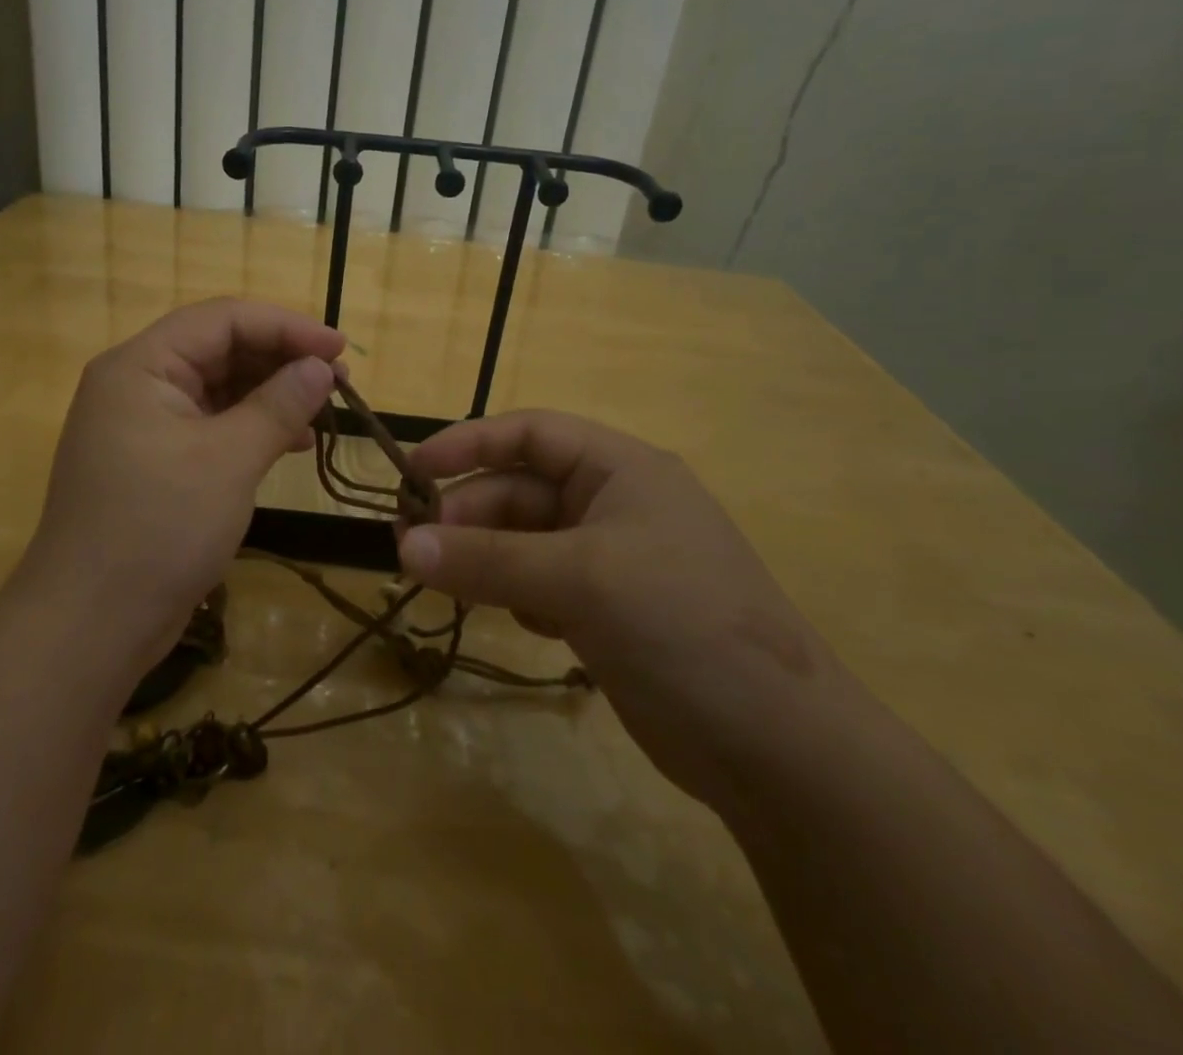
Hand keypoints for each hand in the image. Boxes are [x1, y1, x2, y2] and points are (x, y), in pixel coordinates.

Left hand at [23, 298, 343, 672]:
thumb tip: (320, 368)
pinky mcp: (155, 462)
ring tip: (323, 411)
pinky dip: (251, 428)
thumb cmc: (158, 529)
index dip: (286, 326)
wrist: (91, 625)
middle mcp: (137, 384)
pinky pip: (210, 426)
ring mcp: (143, 425)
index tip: (339, 348)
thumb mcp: (228, 460)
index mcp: (141, 366)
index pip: (222, 319)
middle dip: (280, 360)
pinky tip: (291, 444)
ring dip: (271, 394)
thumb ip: (279, 405)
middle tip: (337, 380)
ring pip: (218, 388)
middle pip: (219, 349)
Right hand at [397, 411, 840, 807]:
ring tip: (445, 586)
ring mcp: (611, 561)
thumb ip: (488, 560)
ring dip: (484, 559)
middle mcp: (614, 505)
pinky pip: (539, 585)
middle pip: (520, 492)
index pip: (531, 434)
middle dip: (467, 515)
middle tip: (413, 549)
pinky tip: (520, 624)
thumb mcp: (580, 580)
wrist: (778, 748)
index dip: (470, 443)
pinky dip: (516, 596)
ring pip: (524, 542)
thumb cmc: (682, 626)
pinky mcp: (606, 612)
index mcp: (621, 470)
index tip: (414, 470)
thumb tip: (404, 548)